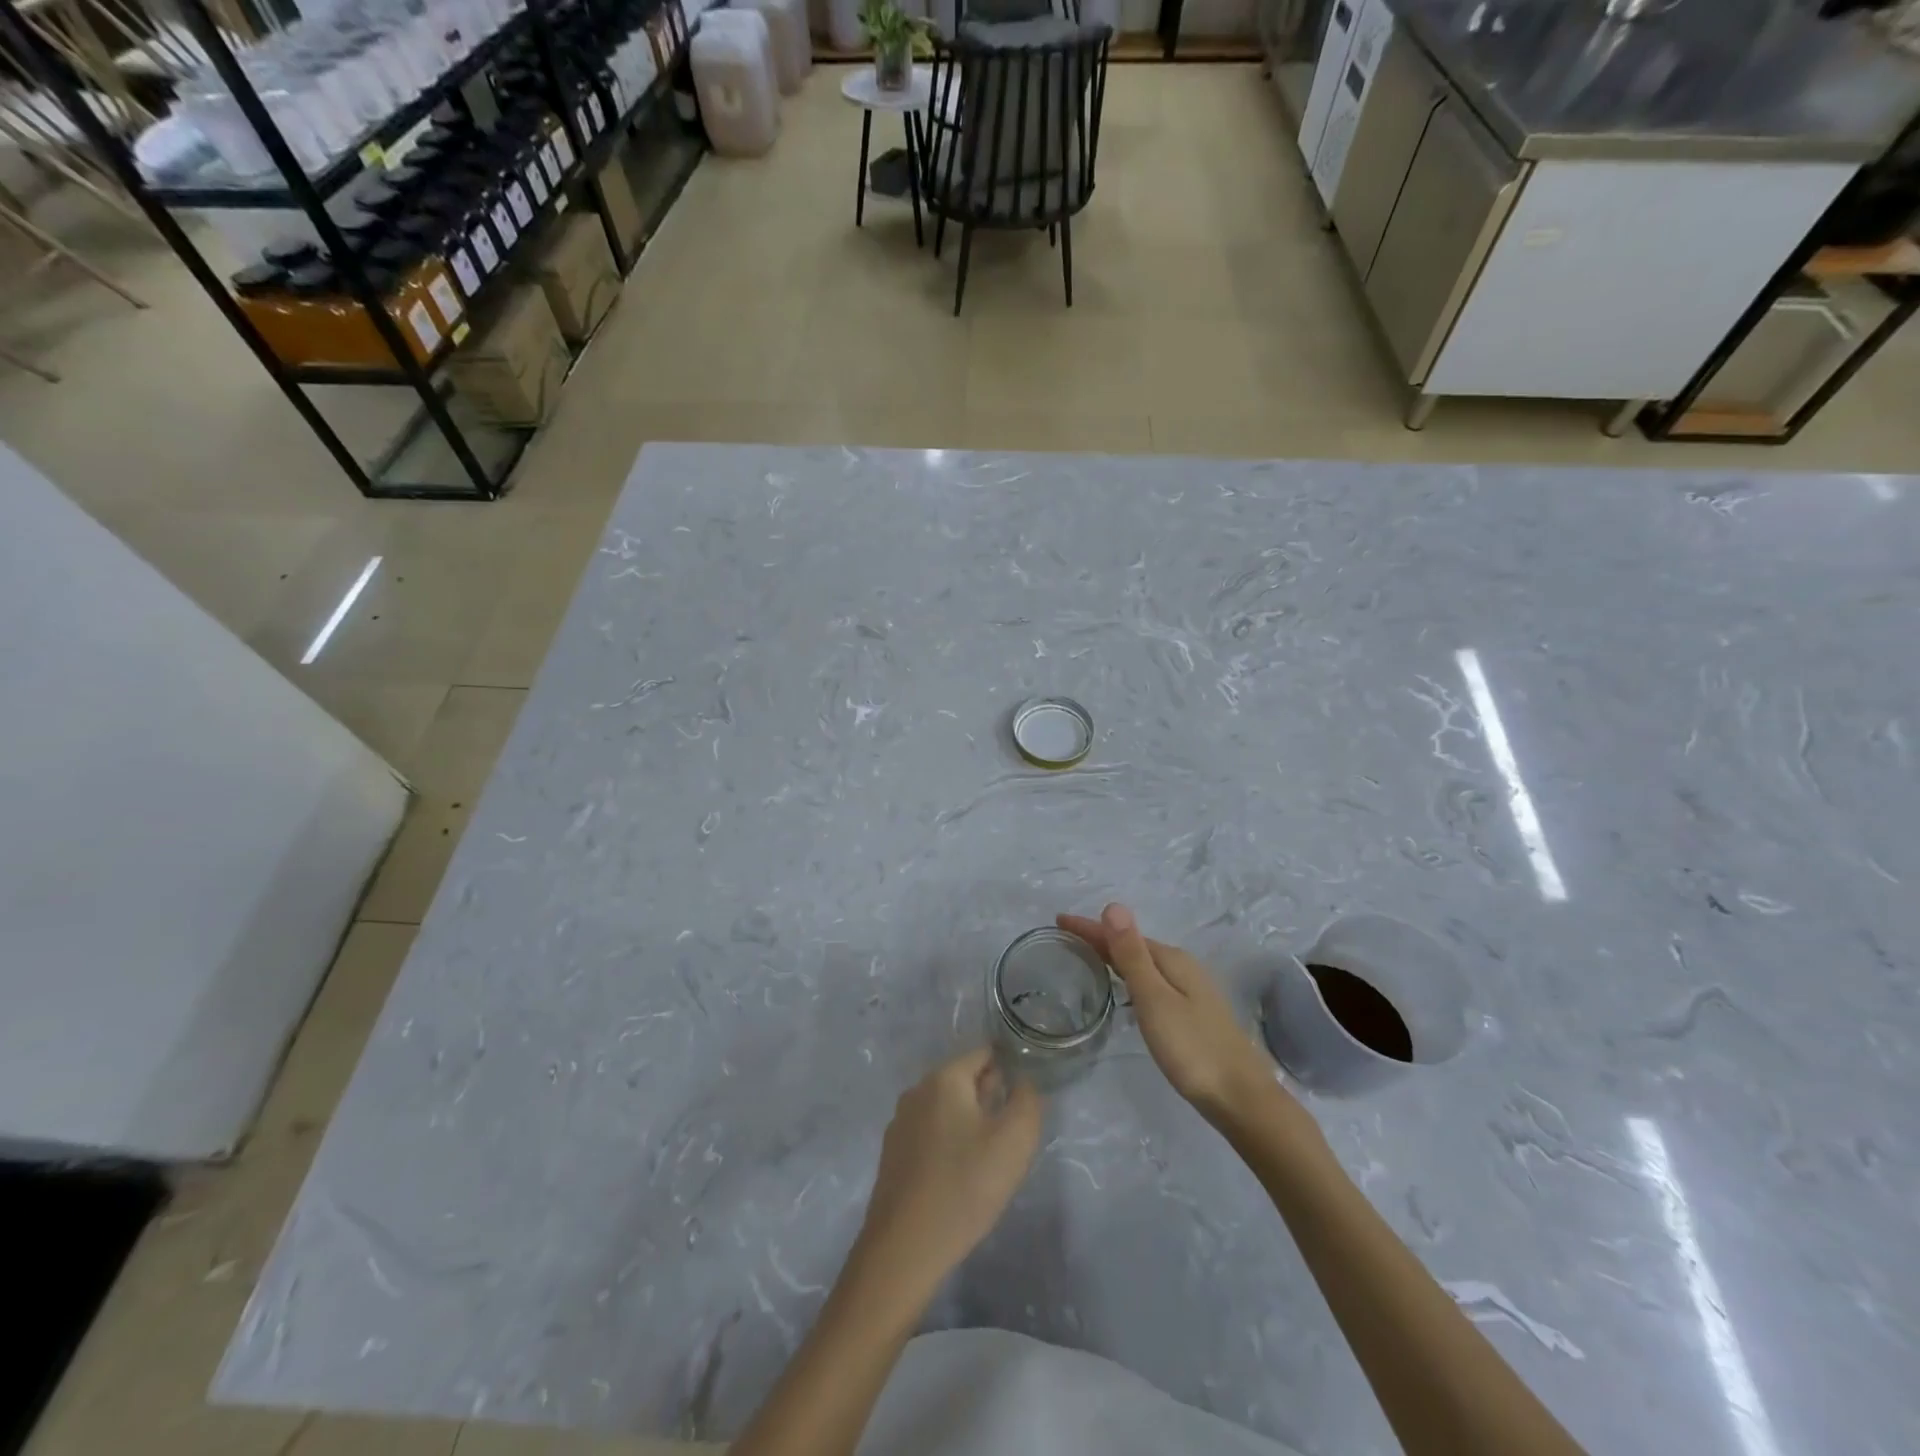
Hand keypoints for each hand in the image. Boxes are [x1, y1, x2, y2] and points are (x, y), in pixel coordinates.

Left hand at [852, 1048, 1042, 1297]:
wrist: (904, 1248)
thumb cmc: (964, 1186)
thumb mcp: (1014, 1141)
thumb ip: (1027, 1100)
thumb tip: (1023, 1081)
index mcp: (944, 1078)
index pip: (984, 1053)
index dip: (1010, 1068)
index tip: (1027, 1096)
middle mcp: (917, 1090)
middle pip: (964, 1079)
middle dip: (991, 1097)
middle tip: (1013, 1133)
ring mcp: (900, 1122)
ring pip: (947, 1108)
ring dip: (971, 1122)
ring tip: (991, 1158)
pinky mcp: (893, 1154)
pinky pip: (931, 1133)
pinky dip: (950, 1143)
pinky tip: (962, 1176)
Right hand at [1057, 904, 1286, 1125]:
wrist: (1241, 1098)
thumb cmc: (1192, 1048)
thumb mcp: (1155, 999)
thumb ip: (1132, 954)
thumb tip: (1113, 905)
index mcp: (1171, 960)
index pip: (1122, 934)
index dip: (1089, 927)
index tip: (1057, 920)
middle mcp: (1182, 967)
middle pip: (1132, 945)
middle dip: (1099, 939)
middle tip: (1064, 939)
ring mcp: (1190, 991)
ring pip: (1143, 964)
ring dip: (1114, 957)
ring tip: (1085, 960)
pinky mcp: (1191, 1013)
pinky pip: (1151, 982)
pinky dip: (1129, 977)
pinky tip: (1123, 992)